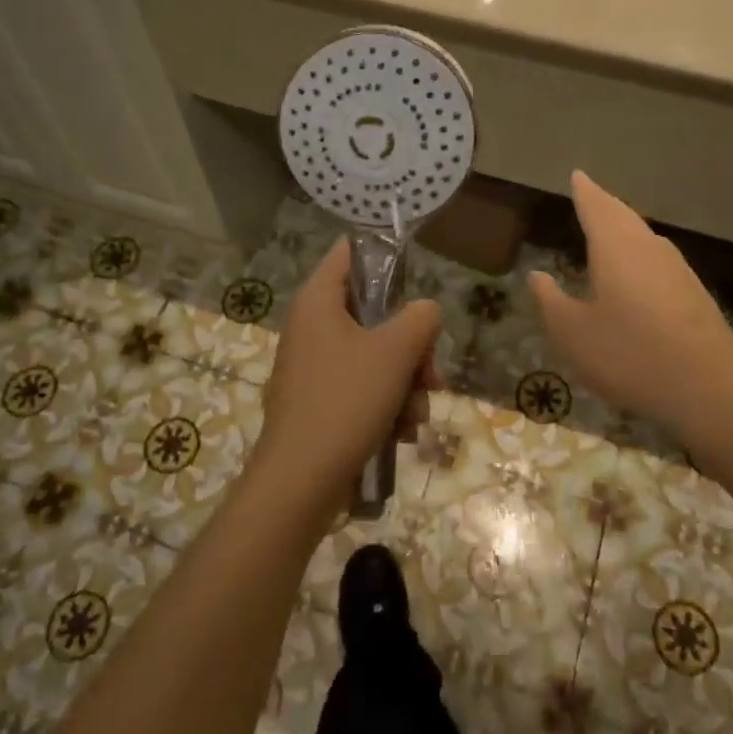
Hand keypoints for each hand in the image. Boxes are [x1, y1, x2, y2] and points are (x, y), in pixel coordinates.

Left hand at [253, 240, 441, 515]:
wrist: (301, 481)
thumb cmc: (347, 401)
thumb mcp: (396, 351)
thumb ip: (421, 318)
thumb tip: (424, 313)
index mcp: (318, 300)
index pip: (350, 252)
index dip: (385, 257)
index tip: (416, 283)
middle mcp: (311, 326)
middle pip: (374, 313)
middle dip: (412, 348)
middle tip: (431, 376)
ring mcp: (313, 366)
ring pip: (374, 357)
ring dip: (405, 384)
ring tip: (416, 416)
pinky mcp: (319, 402)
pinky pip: (362, 388)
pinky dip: (386, 406)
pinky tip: (402, 434)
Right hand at [528, 172, 732, 432]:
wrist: (710, 389)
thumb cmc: (629, 354)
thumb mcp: (572, 333)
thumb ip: (551, 300)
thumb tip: (538, 275)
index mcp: (616, 248)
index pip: (596, 207)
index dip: (584, 192)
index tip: (577, 175)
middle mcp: (649, 248)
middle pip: (623, 216)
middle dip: (605, 204)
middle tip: (590, 194)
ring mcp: (677, 269)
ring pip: (643, 237)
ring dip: (624, 228)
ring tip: (608, 228)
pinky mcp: (694, 294)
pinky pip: (657, 260)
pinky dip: (639, 254)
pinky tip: (635, 272)